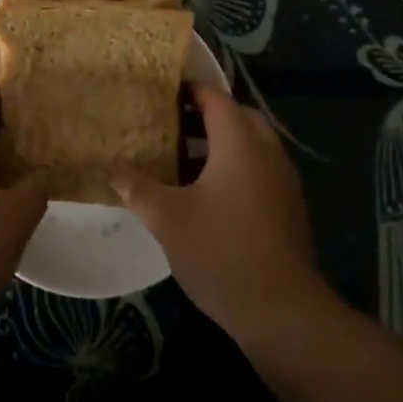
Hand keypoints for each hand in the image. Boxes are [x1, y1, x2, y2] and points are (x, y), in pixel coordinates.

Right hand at [113, 85, 329, 343]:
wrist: (282, 311)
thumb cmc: (220, 251)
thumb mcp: (167, 219)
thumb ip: (138, 189)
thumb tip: (113, 169)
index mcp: (239, 142)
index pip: (215, 98)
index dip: (189, 90)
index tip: (162, 91)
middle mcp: (266, 152)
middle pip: (237, 117)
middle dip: (205, 116)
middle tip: (170, 124)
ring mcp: (283, 180)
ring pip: (251, 144)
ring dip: (220, 144)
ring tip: (182, 160)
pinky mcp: (289, 207)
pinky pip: (259, 169)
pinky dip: (235, 167)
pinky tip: (208, 195)